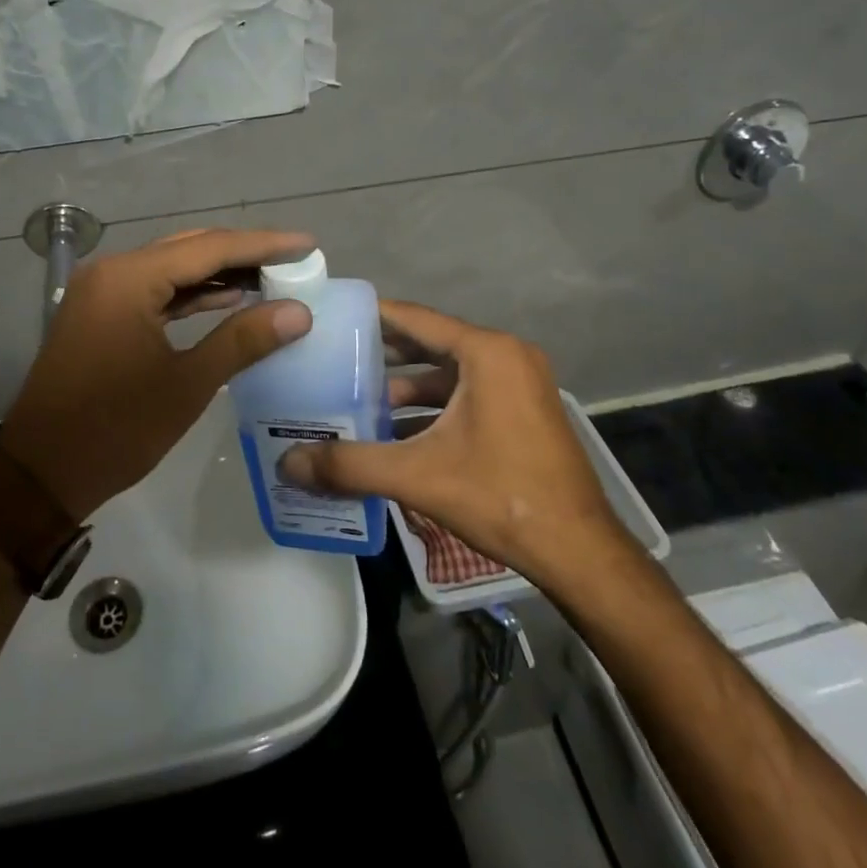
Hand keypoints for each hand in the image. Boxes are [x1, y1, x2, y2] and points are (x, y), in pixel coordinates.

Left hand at [0, 228, 315, 520]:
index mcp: (129, 279)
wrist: (40, 473)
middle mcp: (112, 271)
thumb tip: (299, 312)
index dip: (263, 245)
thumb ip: (243, 340)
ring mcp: (102, 291)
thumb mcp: (186, 385)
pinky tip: (227, 299)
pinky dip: (190, 293)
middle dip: (243, 254)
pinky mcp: (99, 312)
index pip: (209, 248)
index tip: (307, 245)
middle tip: (292, 261)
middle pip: (190, 250)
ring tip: (271, 278)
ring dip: (218, 273)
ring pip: (172, 268)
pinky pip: (154, 290)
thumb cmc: (115, 429)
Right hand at [278, 299, 627, 583]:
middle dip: (384, 353)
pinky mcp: (523, 409)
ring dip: (407, 384)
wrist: (578, 551)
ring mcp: (520, 382)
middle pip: (431, 342)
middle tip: (335, 358)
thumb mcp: (418, 476)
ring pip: (449, 371)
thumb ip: (350, 464)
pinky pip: (467, 392)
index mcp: (487, 352)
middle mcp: (506, 355)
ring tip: (358, 398)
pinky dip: (433, 405)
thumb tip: (288, 463)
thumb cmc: (501, 496)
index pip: (415, 318)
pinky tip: (396, 430)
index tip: (332, 317)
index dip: (371, 316)